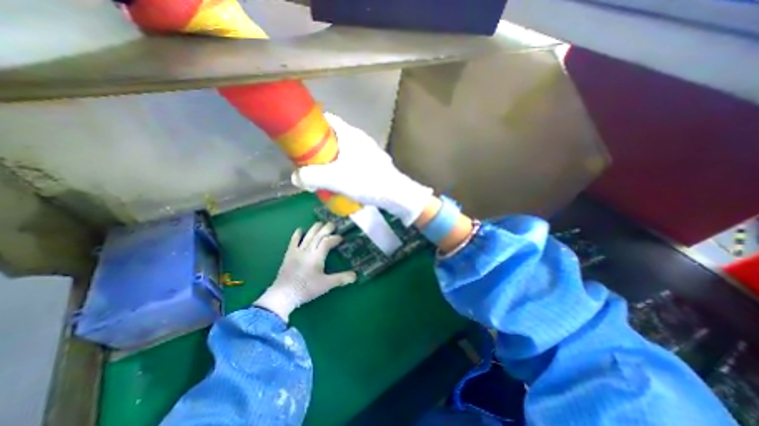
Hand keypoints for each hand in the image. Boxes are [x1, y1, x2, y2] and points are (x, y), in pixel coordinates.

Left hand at [253, 222, 357, 320]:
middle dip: (326, 229)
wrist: (284, 294)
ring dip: (314, 229)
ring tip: (320, 223)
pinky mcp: (289, 255)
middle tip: (332, 224)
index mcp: (317, 256)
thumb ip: (341, 278)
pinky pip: (293, 241)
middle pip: (317, 236)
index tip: (341, 238)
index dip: (335, 238)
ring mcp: (297, 251)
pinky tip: (300, 230)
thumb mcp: (326, 284)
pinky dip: (297, 235)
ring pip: (307, 236)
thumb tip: (355, 276)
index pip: (327, 242)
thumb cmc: (307, 288)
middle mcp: (308, 250)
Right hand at [291, 112, 432, 225]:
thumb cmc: (366, 182)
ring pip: (344, 150)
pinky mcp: (374, 163)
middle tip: (310, 163)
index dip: (312, 125)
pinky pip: (353, 160)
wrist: (396, 195)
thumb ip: (311, 176)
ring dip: (332, 160)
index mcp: (350, 134)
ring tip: (324, 175)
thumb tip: (295, 177)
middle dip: (320, 148)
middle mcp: (360, 139)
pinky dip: (344, 167)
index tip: (301, 138)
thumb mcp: (335, 179)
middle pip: (334, 137)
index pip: (327, 119)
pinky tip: (342, 182)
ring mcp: (369, 151)